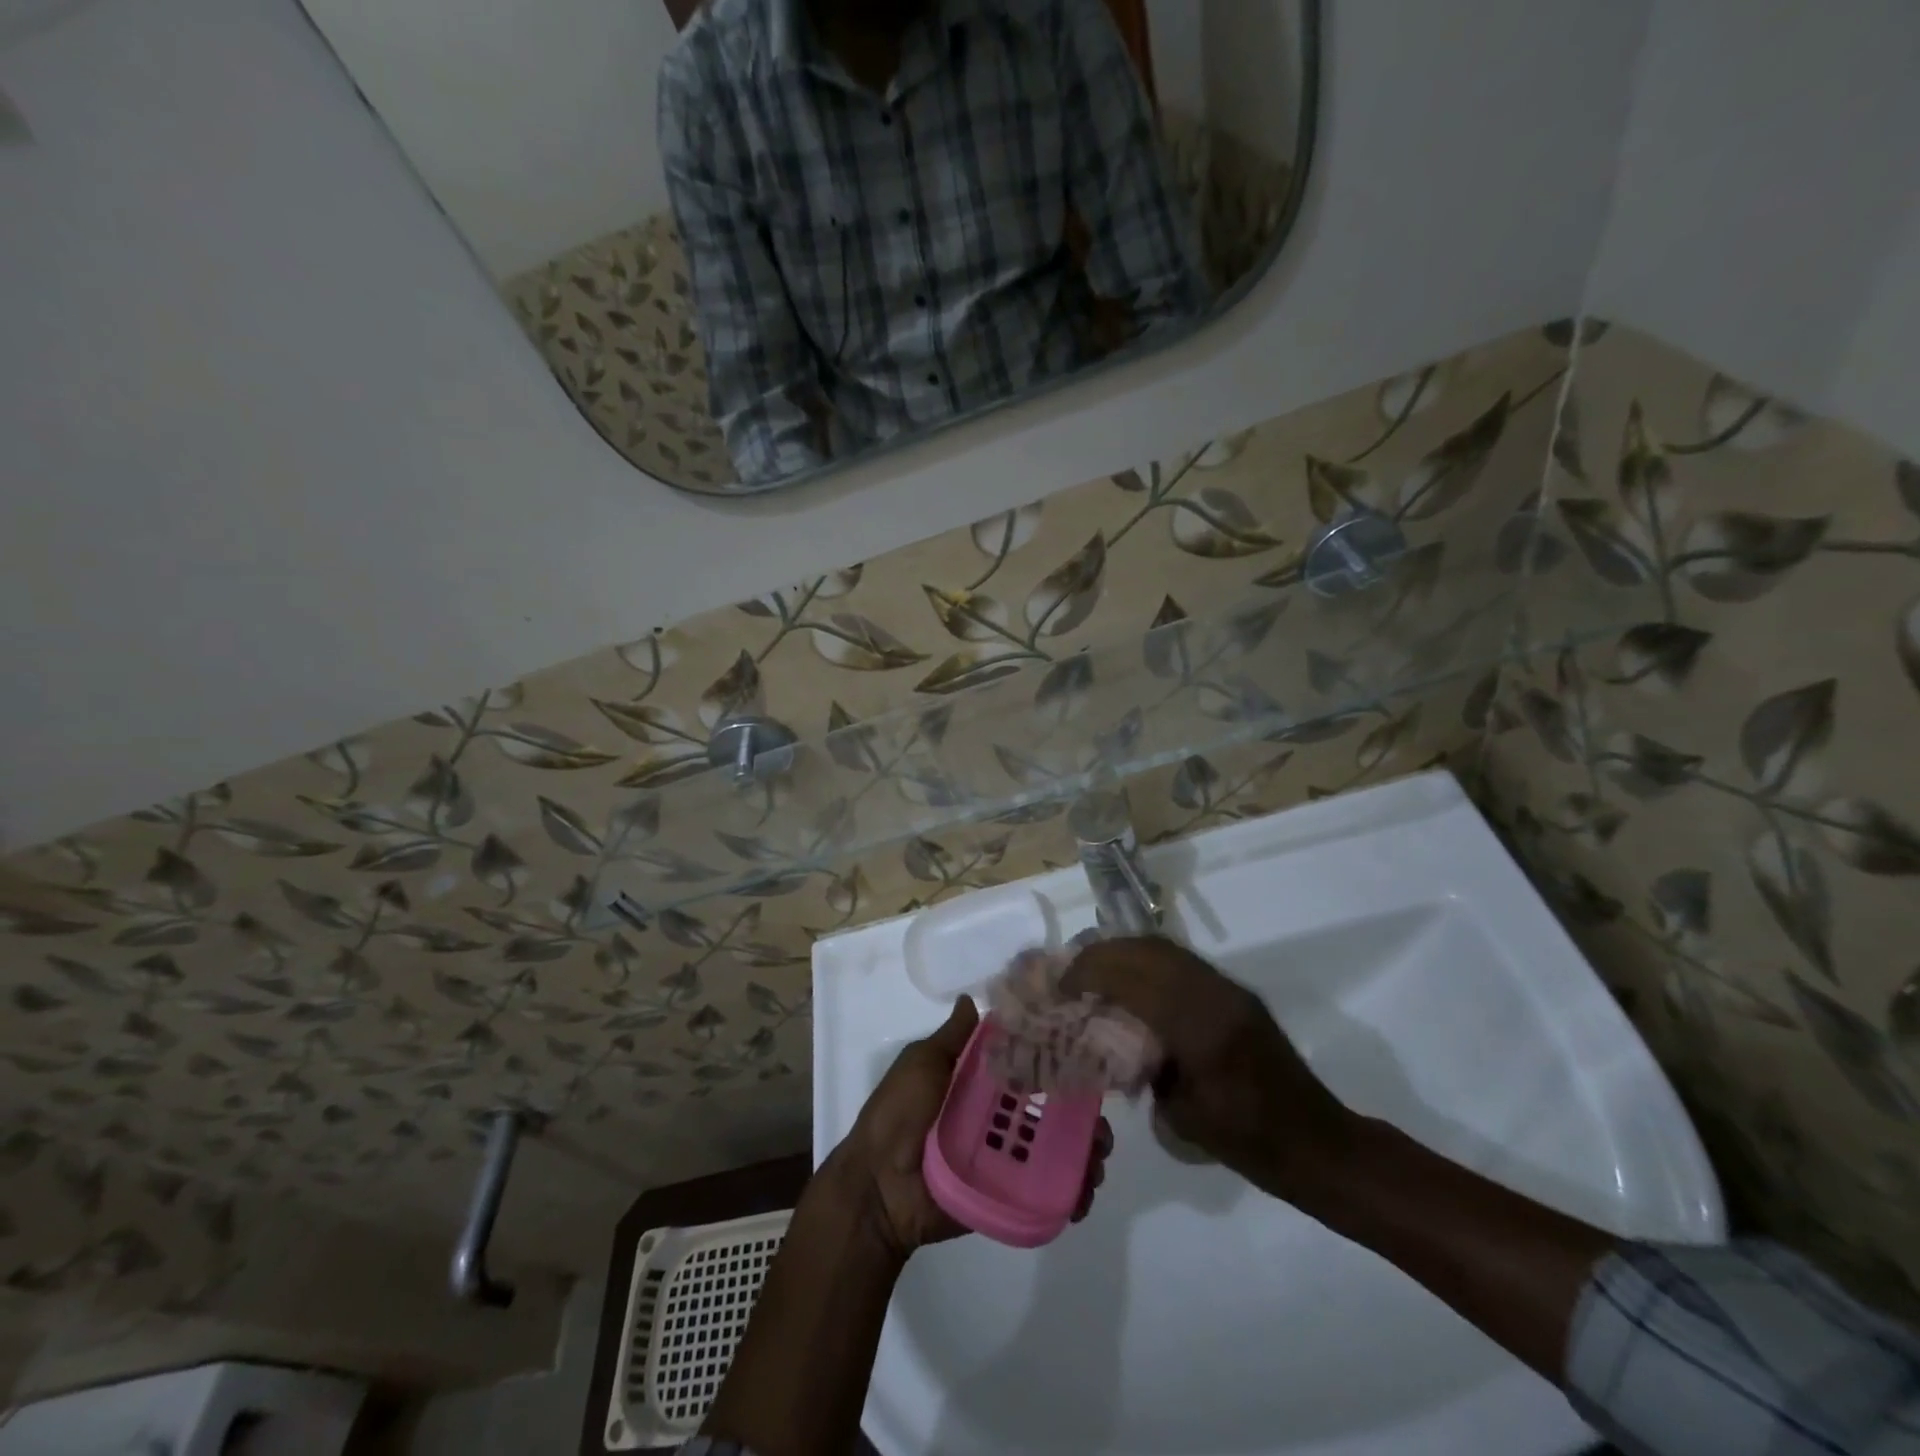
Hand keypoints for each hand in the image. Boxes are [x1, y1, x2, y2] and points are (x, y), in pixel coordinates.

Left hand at [828, 998, 1110, 1257]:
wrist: (877, 1187)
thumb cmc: (898, 1115)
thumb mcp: (921, 1065)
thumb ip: (952, 1039)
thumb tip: (972, 998)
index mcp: (979, 1083)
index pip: (1028, 1066)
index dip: (1058, 1063)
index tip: (1088, 1057)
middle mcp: (997, 1116)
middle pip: (1051, 1110)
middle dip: (1083, 1115)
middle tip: (1100, 1126)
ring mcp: (1004, 1157)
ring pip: (1056, 1150)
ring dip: (1086, 1153)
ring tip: (1097, 1160)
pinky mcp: (1007, 1193)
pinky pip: (1046, 1191)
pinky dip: (1072, 1193)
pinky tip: (1084, 1193)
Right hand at [1063, 939, 1354, 1202]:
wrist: (1316, 1141)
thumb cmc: (1248, 1142)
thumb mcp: (1181, 1115)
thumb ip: (1145, 1066)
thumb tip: (1114, 1036)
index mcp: (1201, 1029)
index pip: (1135, 979)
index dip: (1092, 972)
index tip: (1062, 983)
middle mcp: (1216, 995)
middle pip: (1148, 951)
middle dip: (1103, 953)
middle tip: (1072, 971)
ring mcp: (1229, 989)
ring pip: (1165, 949)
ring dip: (1125, 952)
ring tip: (1095, 969)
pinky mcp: (1236, 992)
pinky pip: (1182, 961)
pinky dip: (1148, 960)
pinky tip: (1131, 980)